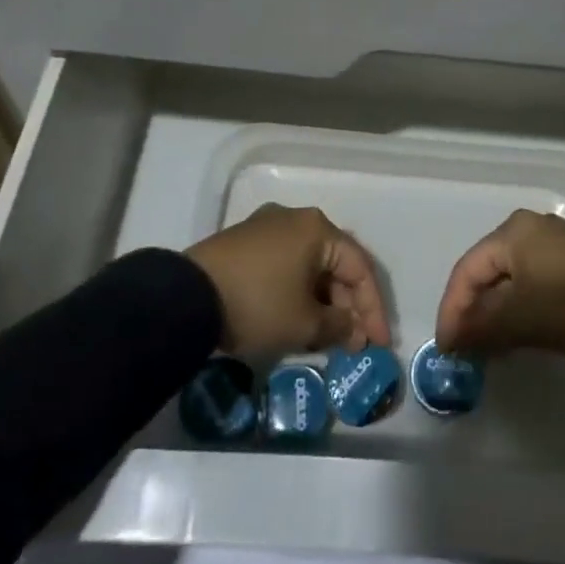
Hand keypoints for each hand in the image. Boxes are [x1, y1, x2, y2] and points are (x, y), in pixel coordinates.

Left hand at [187, 204, 391, 355]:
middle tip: (352, 343)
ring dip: (322, 300)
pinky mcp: (243, 242)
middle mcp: (295, 218)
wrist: (186, 297)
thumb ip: (338, 327)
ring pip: (308, 265)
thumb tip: (353, 331)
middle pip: (334, 263)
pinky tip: (296, 318)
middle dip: (347, 306)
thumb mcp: (304, 324)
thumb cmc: (258, 304)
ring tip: (326, 337)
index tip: (378, 344)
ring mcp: (266, 227)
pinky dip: (297, 292)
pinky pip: (284, 265)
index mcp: (317, 228)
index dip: (373, 309)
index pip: (359, 268)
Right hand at [435, 210, 564, 355]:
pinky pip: (531, 278)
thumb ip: (480, 327)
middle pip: (487, 271)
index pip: (466, 271)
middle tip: (464, 346)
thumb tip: (453, 338)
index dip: (451, 310)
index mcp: (509, 232)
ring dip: (495, 310)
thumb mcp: (519, 319)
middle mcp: (528, 227)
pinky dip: (518, 304)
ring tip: (488, 344)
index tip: (446, 347)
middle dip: (472, 310)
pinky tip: (518, 329)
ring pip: (510, 276)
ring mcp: (553, 240)